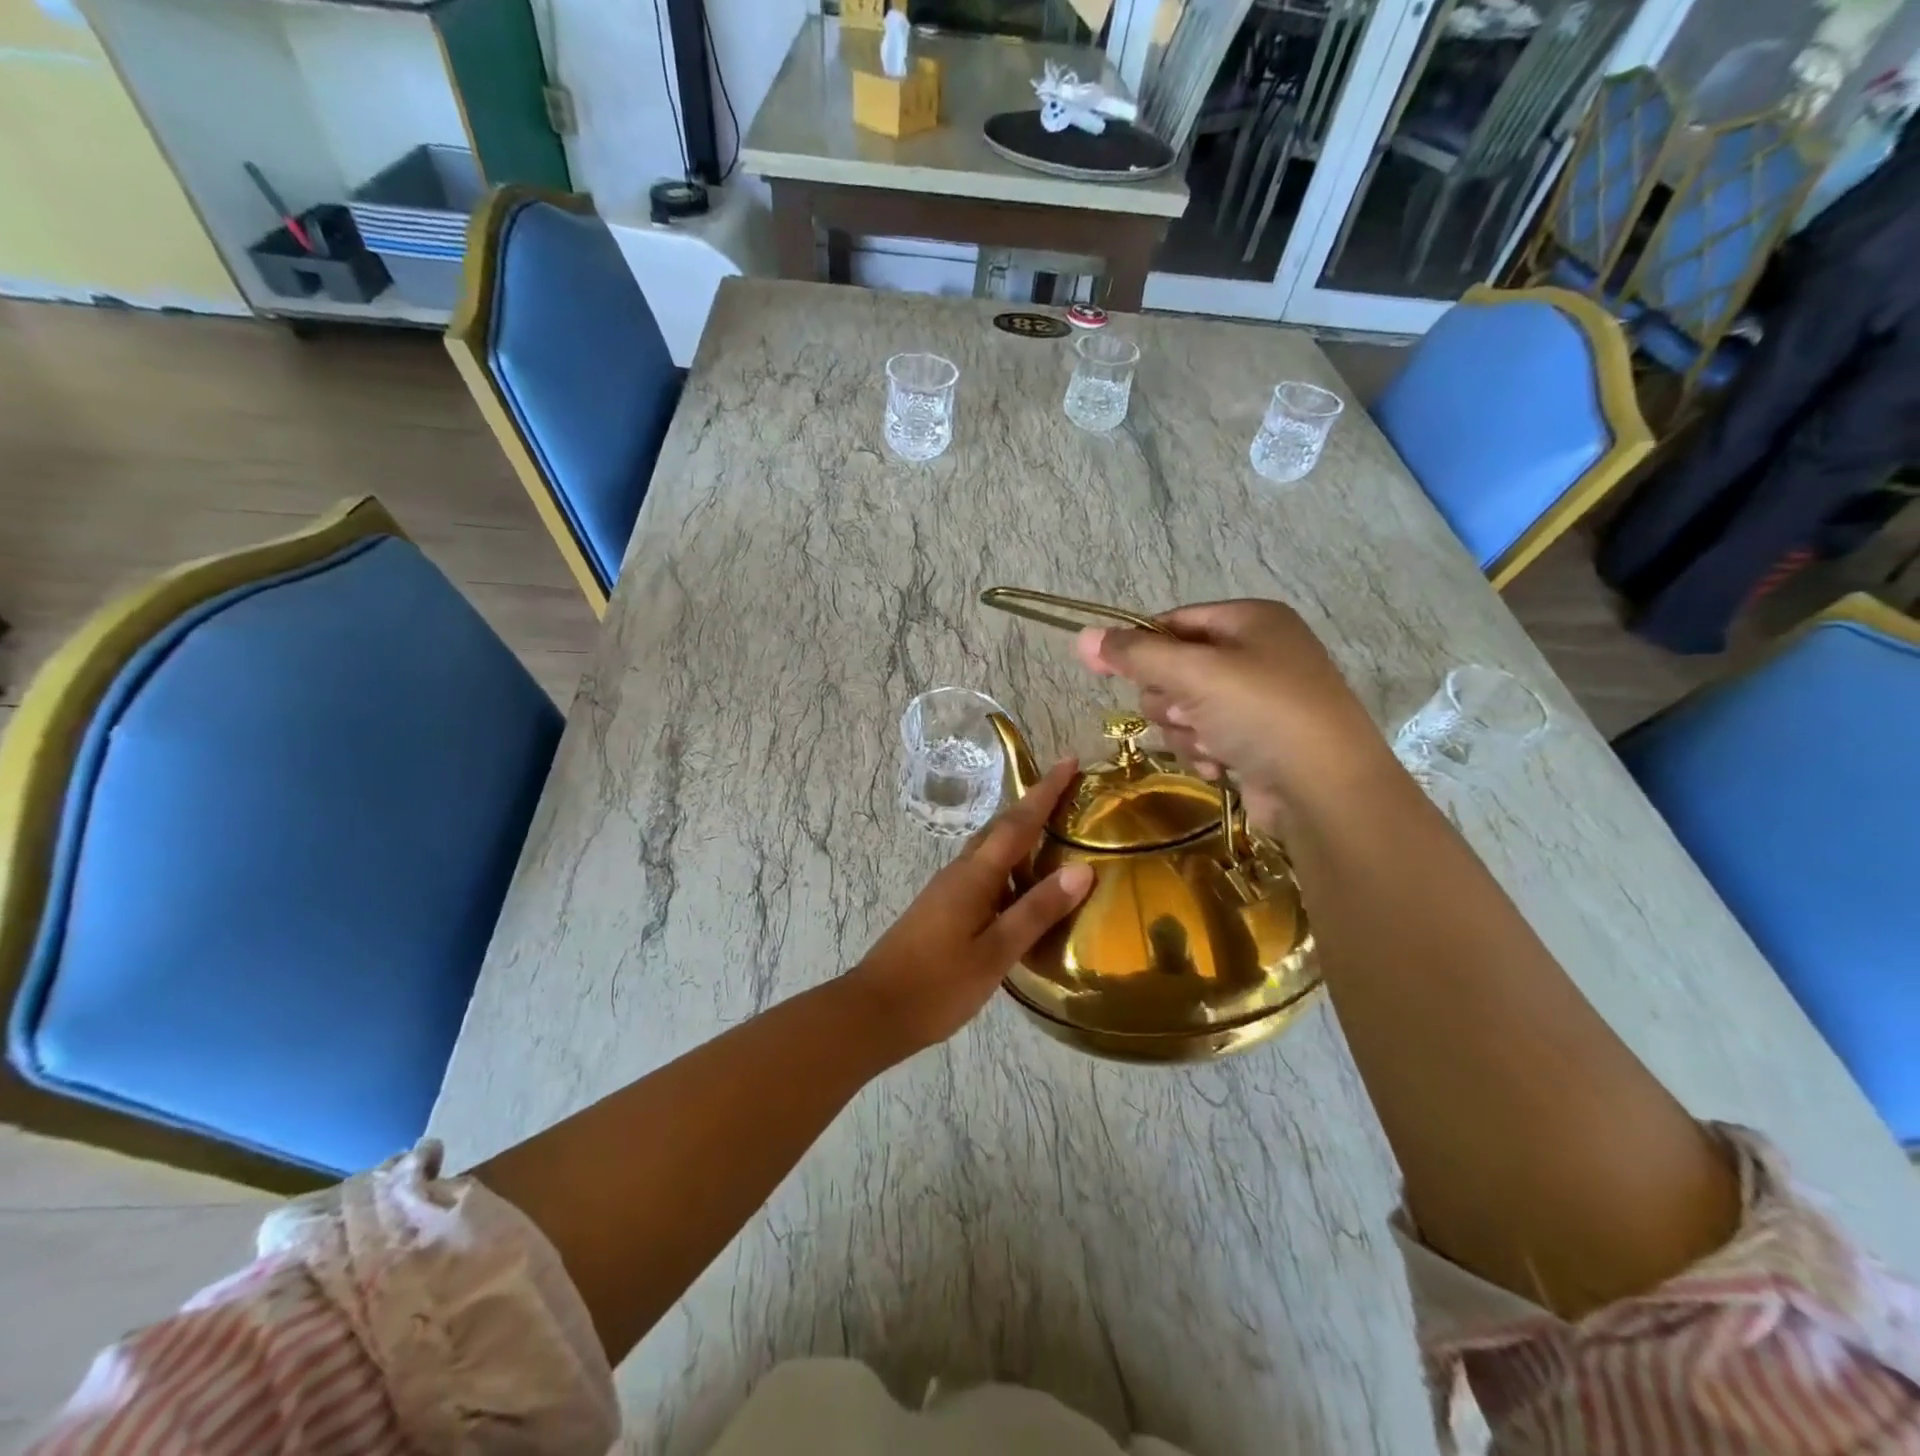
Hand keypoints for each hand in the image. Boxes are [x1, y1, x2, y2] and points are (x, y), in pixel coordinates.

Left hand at [848, 759, 1093, 1055]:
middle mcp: (960, 872)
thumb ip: (1037, 910)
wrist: (875, 1010)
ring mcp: (948, 889)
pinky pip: (983, 872)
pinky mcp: (943, 908)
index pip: (1018, 822)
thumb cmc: (938, 984)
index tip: (1069, 760)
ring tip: (1055, 833)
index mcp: (975, 875)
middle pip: (1002, 828)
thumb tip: (1082, 869)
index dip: (1045, 791)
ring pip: (991, 850)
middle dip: (1035, 805)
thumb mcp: (996, 952)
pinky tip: (1023, 886)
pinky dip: (1009, 865)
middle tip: (1069, 792)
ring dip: (1021, 834)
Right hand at [1077, 599, 1392, 831]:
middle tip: (1187, 712)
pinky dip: (1205, 751)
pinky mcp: (1257, 740)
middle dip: (1171, 699)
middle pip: (1175, 669)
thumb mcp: (1194, 674)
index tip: (1108, 670)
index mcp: (1250, 620)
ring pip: (1185, 709)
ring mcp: (1260, 700)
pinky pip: (1205, 737)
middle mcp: (1257, 653)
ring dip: (1186, 730)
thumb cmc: (1262, 713)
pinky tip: (1221, 765)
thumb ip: (1135, 654)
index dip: (1141, 647)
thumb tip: (1082, 636)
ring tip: (1211, 743)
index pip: (1173, 622)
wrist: (1326, 790)